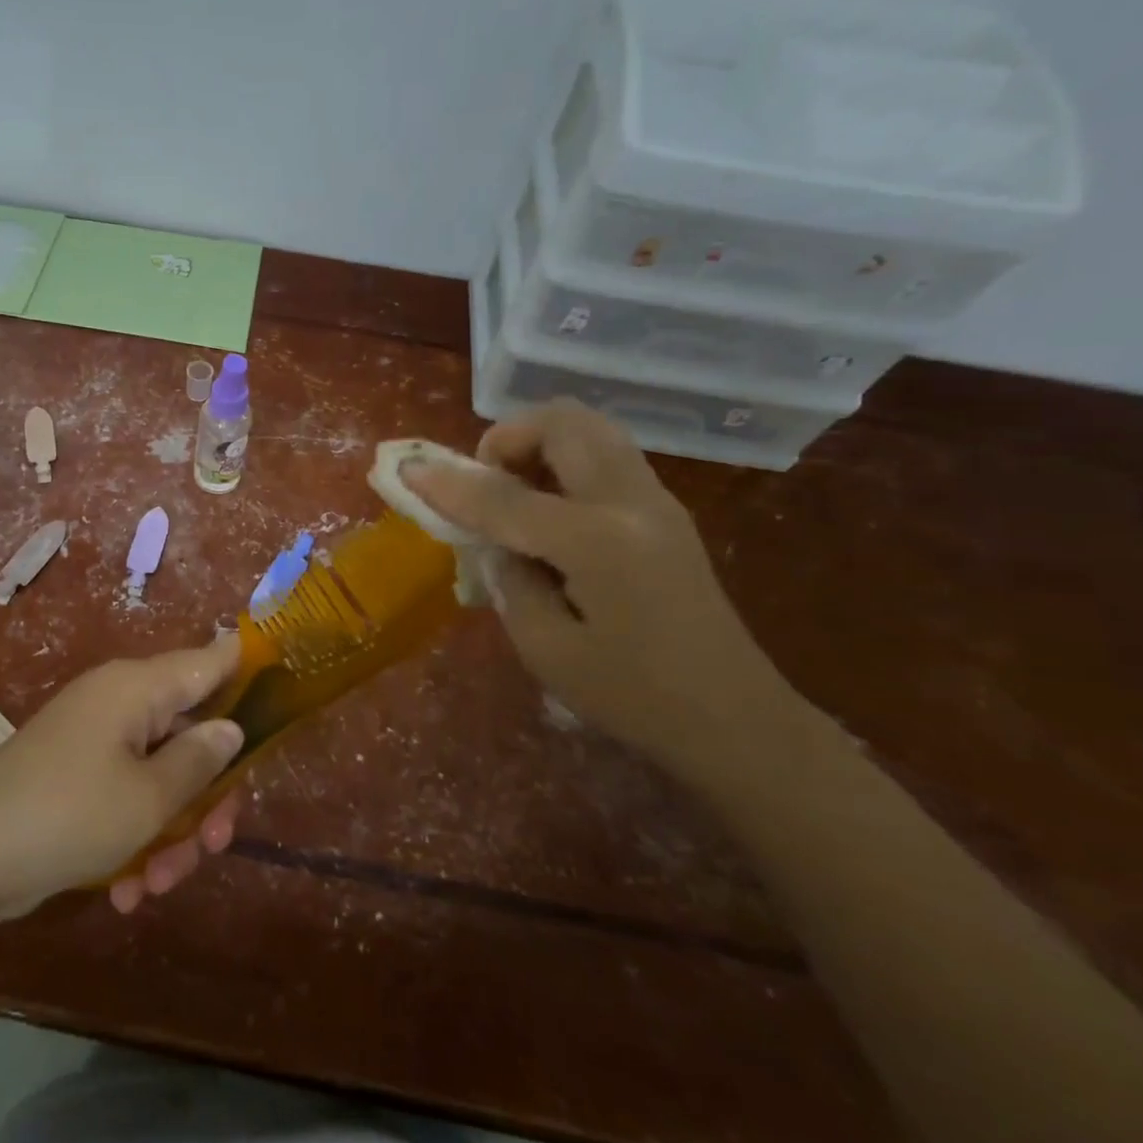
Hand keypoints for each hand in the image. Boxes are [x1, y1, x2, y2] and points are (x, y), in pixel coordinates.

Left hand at [0, 638, 245, 918]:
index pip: (209, 660)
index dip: (247, 669)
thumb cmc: (68, 816)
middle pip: (189, 733)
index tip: (282, 691)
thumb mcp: (148, 798)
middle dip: (207, 794)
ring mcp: (93, 741)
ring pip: (160, 775)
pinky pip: (124, 797)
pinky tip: (130, 890)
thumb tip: (231, 728)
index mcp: (138, 688)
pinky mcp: (74, 777)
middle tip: (216, 844)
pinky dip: (135, 838)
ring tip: (161, 883)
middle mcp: (118, 703)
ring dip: (171, 830)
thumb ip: (199, 761)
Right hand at [404, 400, 792, 779]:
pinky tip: (548, 510)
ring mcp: (656, 500)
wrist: (736, 719)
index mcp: (598, 541)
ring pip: (589, 427)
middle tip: (484, 482)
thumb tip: (491, 536)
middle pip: (562, 423)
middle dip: (508, 437)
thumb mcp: (546, 648)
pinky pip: (604, 453)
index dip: (448, 483)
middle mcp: (631, 502)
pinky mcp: (664, 510)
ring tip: (514, 492)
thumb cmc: (632, 697)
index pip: (504, 497)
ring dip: (538, 442)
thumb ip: (508, 576)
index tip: (407, 469)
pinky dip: (563, 459)